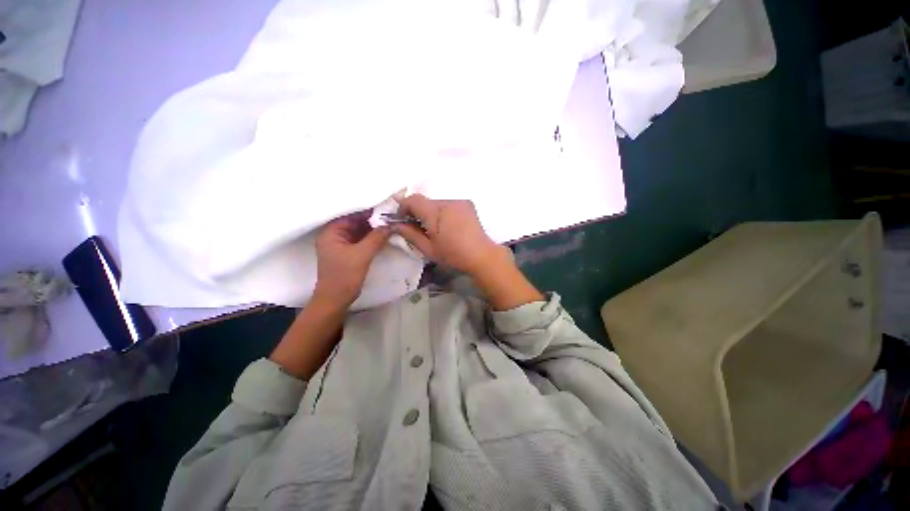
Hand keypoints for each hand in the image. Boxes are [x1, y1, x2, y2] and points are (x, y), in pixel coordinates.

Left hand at [314, 212, 390, 305]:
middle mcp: (332, 235)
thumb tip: (391, 224)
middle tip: (391, 216)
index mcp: (330, 232)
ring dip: (371, 230)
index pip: (351, 214)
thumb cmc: (343, 277)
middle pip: (354, 222)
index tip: (386, 208)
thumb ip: (376, 237)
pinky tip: (381, 236)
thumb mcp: (362, 255)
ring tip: (389, 225)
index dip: (368, 211)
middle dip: (371, 220)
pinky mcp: (343, 254)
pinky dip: (368, 239)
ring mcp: (337, 245)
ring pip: (356, 232)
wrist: (334, 302)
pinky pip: (357, 241)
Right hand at [392, 194, 508, 276]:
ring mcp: (458, 201)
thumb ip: (410, 234)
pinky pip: (448, 204)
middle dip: (417, 211)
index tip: (402, 219)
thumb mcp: (427, 248)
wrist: (481, 255)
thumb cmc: (452, 254)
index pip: (413, 200)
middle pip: (425, 201)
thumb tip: (395, 225)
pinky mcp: (466, 203)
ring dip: (430, 211)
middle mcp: (446, 202)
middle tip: (416, 227)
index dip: (403, 206)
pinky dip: (442, 211)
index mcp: (435, 212)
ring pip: (436, 202)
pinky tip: (447, 226)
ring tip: (434, 228)